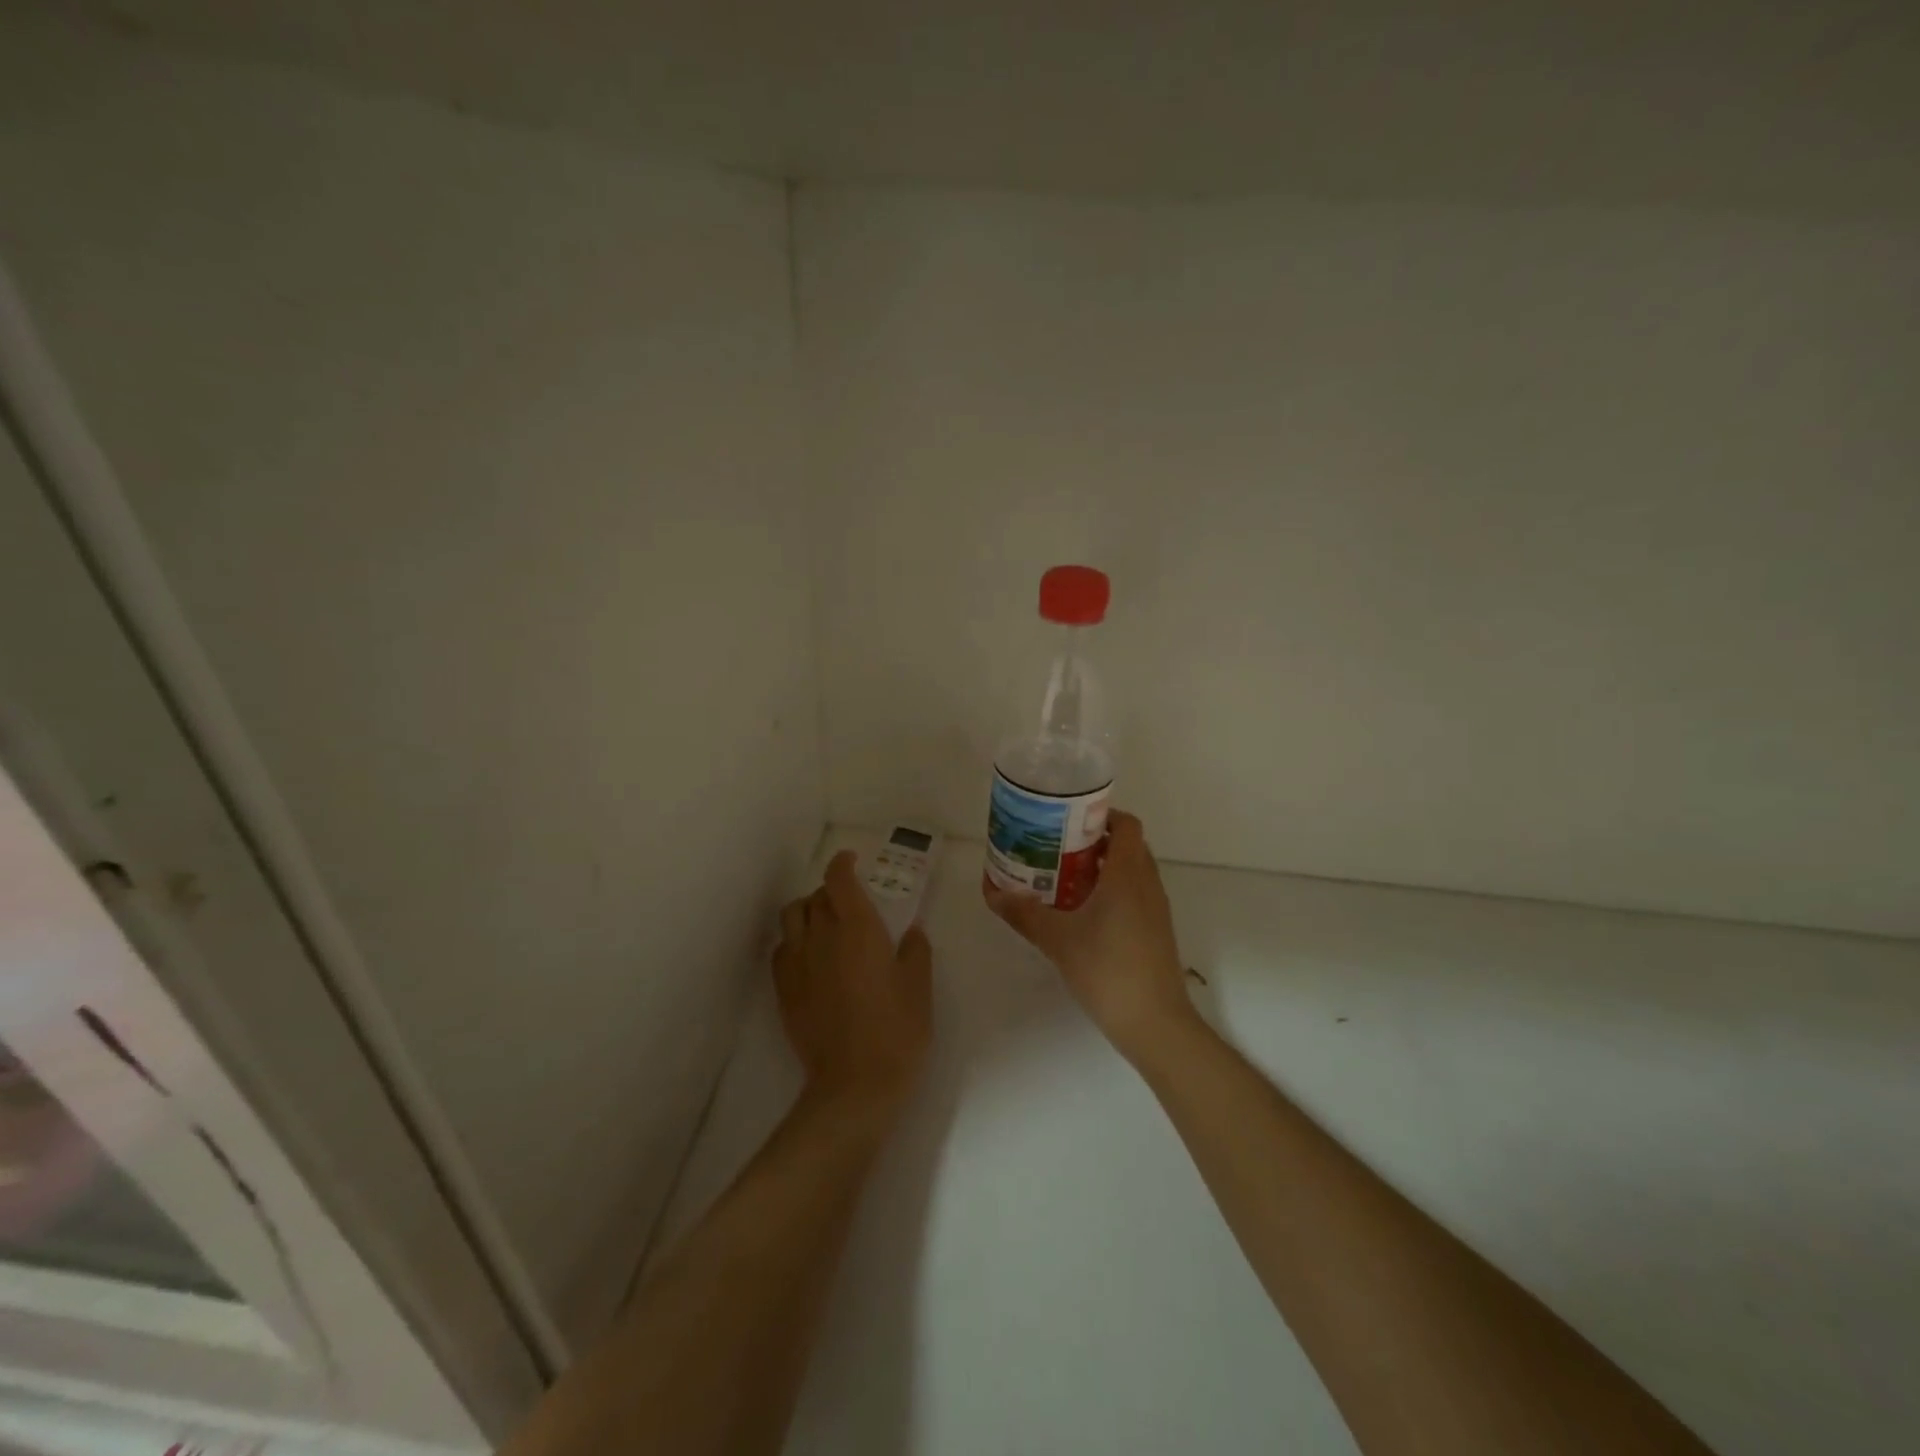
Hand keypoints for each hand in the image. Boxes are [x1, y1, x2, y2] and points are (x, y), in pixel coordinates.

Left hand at [774, 851, 932, 1113]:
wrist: (855, 1084)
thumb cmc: (898, 1030)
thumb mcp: (919, 986)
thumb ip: (915, 951)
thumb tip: (911, 931)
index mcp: (859, 928)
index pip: (839, 879)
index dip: (842, 863)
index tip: (852, 860)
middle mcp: (823, 937)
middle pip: (815, 896)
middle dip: (831, 891)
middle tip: (849, 902)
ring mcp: (799, 964)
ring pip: (791, 917)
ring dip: (807, 910)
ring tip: (823, 923)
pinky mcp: (784, 990)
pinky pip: (782, 950)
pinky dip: (793, 941)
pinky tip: (809, 956)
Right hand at [984, 811, 1194, 1060]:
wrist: (1154, 1023)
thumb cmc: (1107, 969)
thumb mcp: (1058, 939)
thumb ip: (1024, 913)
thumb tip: (992, 893)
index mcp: (1128, 874)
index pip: (1126, 824)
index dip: (1101, 814)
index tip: (1069, 820)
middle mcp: (1148, 884)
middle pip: (1127, 845)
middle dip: (1095, 841)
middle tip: (1058, 847)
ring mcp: (1156, 909)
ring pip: (1132, 872)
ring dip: (1104, 867)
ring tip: (1064, 876)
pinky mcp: (1156, 932)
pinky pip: (1136, 894)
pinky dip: (1113, 891)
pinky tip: (1083, 912)